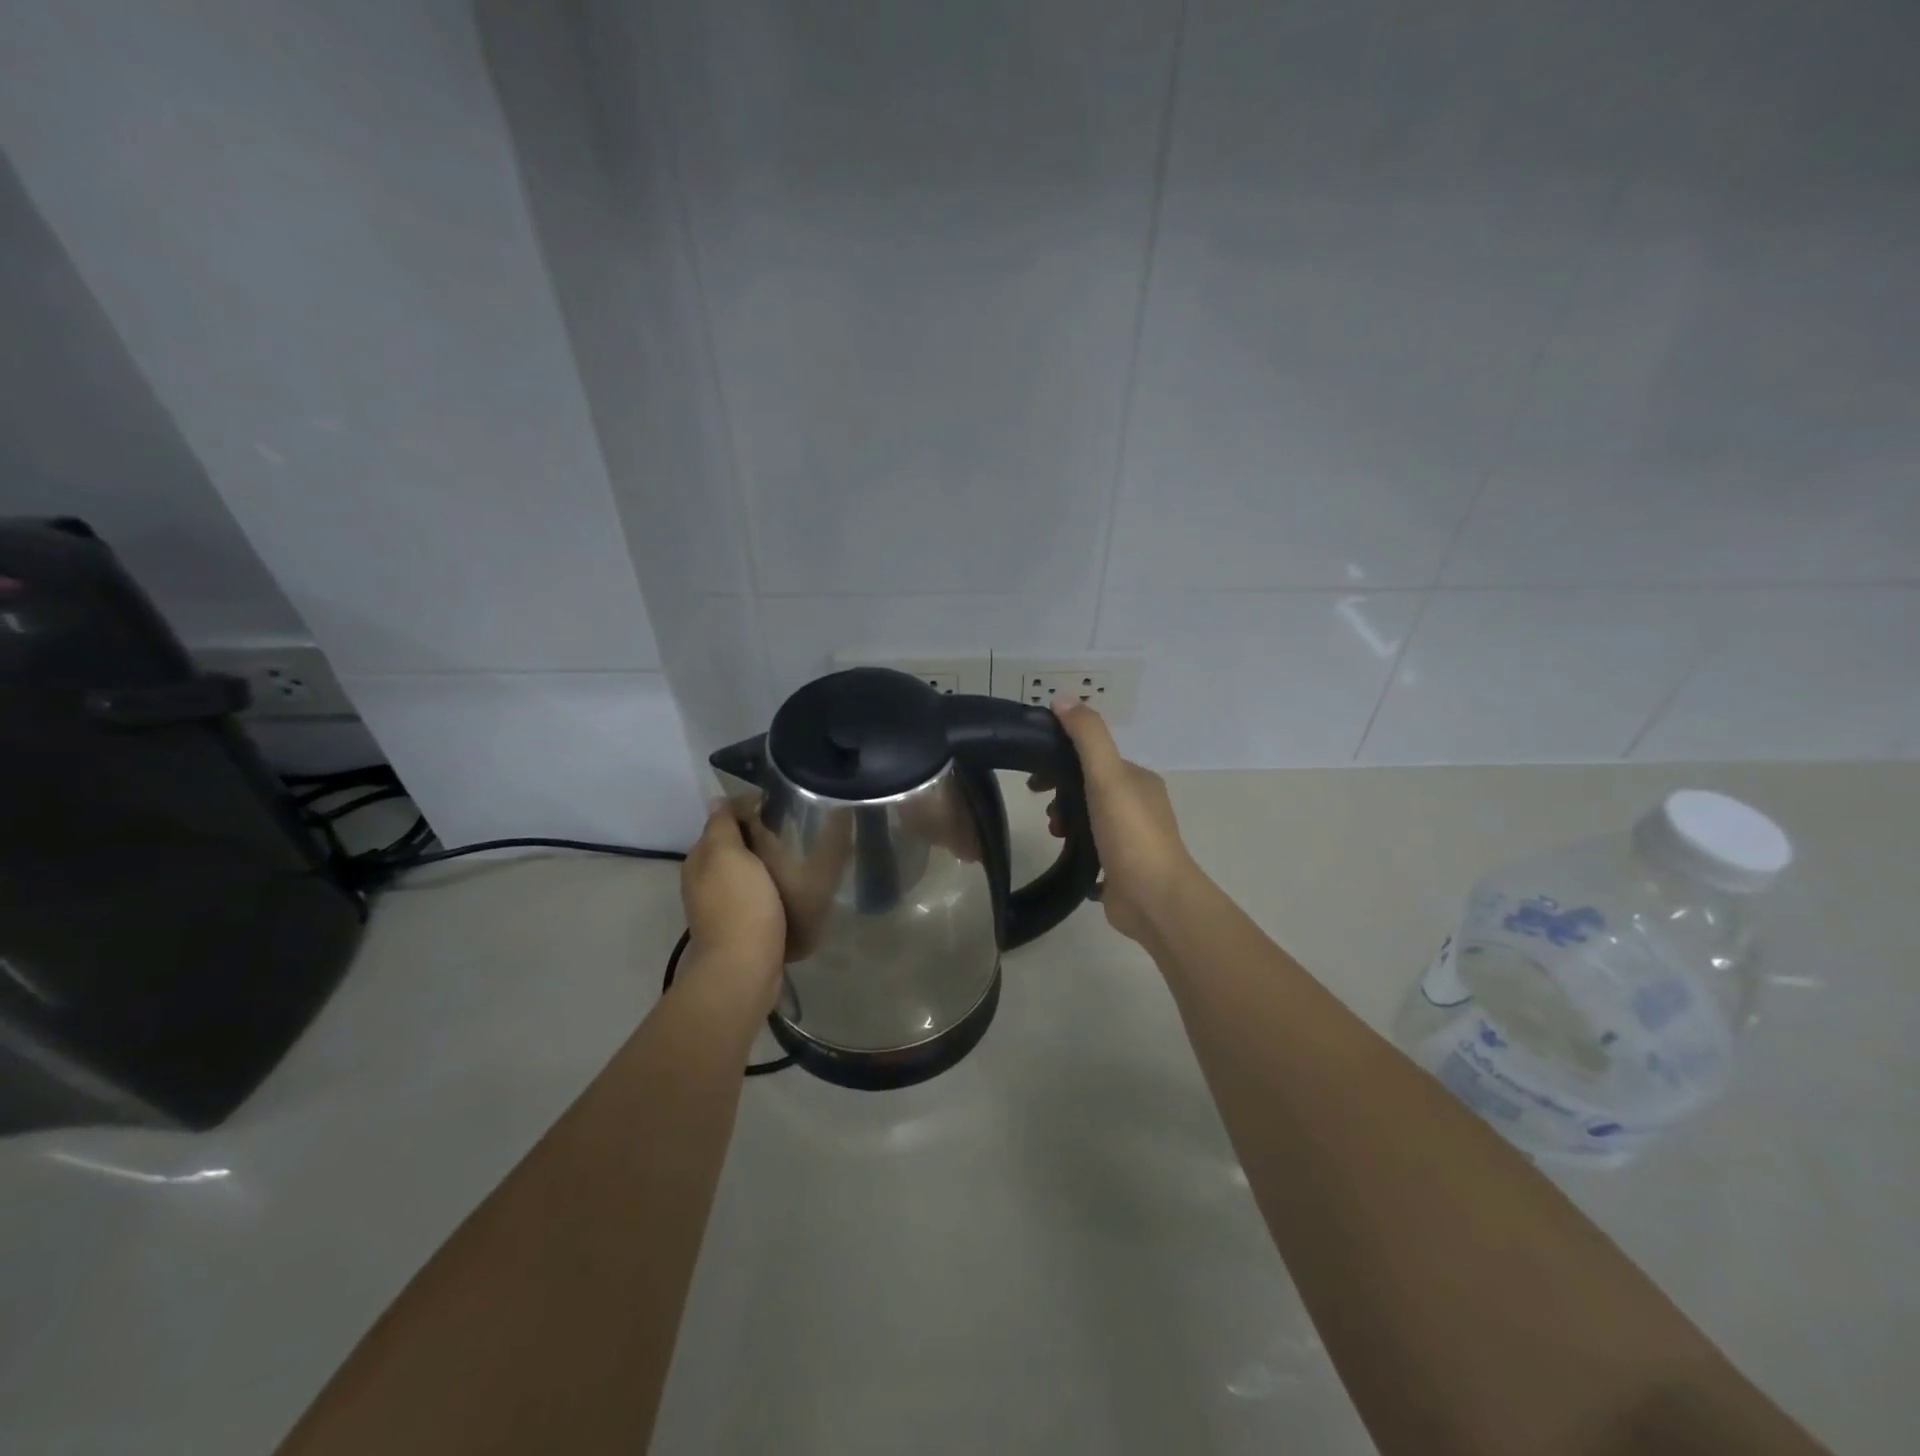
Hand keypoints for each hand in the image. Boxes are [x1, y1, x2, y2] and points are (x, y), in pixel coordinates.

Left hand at [679, 806, 785, 1014]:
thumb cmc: (739, 905)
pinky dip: (771, 888)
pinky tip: (790, 888)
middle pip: (734, 848)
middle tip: (794, 830)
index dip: (748, 810)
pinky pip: (757, 896)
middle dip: (759, 837)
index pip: (721, 822)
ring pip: (746, 873)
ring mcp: (722, 907)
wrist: (745, 969)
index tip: (781, 807)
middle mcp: (705, 882)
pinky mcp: (742, 927)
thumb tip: (716, 801)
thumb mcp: (728, 856)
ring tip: (797, 856)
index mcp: (700, 861)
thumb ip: (721, 826)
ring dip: (766, 864)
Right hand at [1044, 698, 1198, 944]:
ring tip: (1055, 833)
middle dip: (1061, 794)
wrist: (1155, 898)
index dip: (1061, 761)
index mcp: (1138, 780)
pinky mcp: (1123, 868)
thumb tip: (1062, 699)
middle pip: (1089, 788)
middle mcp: (1138, 805)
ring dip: (1067, 821)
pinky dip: (1076, 848)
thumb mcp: (1106, 776)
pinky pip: (1093, 849)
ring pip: (1089, 819)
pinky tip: (1066, 855)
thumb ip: (1087, 736)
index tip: (1034, 779)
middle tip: (1043, 808)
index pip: (1094, 758)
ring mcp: (1132, 839)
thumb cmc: (1130, 833)